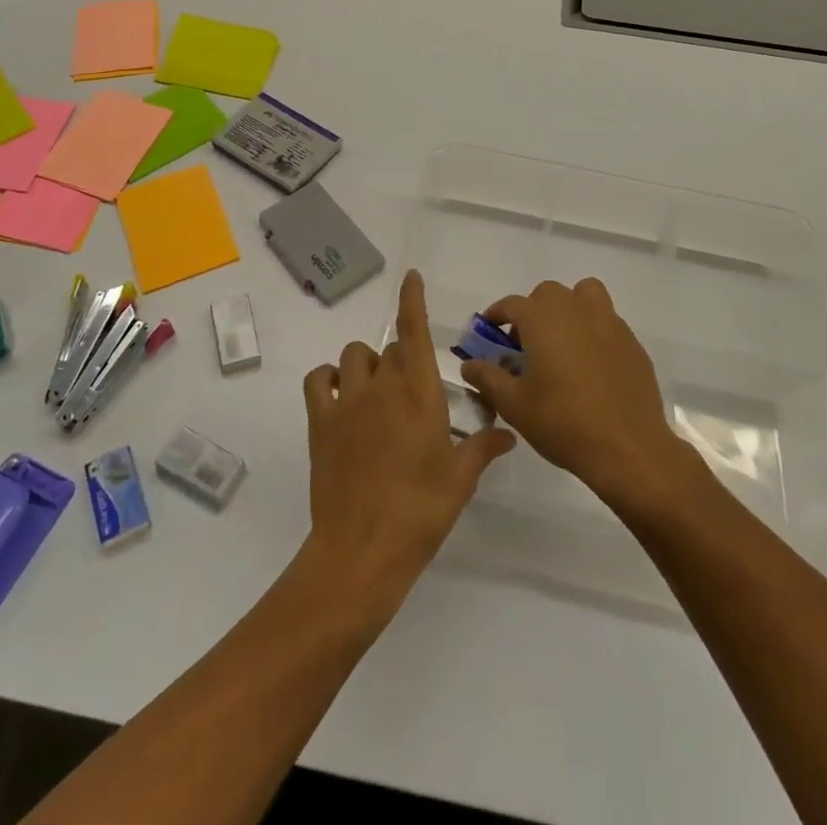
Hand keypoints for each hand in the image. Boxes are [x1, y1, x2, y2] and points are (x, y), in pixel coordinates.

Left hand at [300, 271, 514, 614]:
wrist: (362, 550)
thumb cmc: (420, 512)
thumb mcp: (460, 480)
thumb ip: (484, 448)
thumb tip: (509, 433)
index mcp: (419, 393)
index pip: (414, 330)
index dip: (412, 299)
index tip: (411, 276)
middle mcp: (382, 385)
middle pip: (390, 347)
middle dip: (403, 359)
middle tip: (412, 394)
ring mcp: (347, 400)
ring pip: (354, 356)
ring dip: (367, 365)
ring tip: (376, 393)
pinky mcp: (319, 420)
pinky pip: (318, 379)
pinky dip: (327, 378)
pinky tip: (339, 396)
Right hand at [460, 278, 688, 515]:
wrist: (628, 449)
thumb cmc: (563, 423)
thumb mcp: (514, 405)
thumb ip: (487, 378)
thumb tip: (469, 364)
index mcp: (543, 319)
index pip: (512, 304)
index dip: (497, 316)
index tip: (489, 333)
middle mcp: (575, 309)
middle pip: (548, 294)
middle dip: (533, 311)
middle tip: (526, 345)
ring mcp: (609, 323)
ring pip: (585, 295)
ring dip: (569, 308)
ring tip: (563, 342)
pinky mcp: (632, 343)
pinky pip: (607, 322)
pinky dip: (594, 331)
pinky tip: (591, 366)